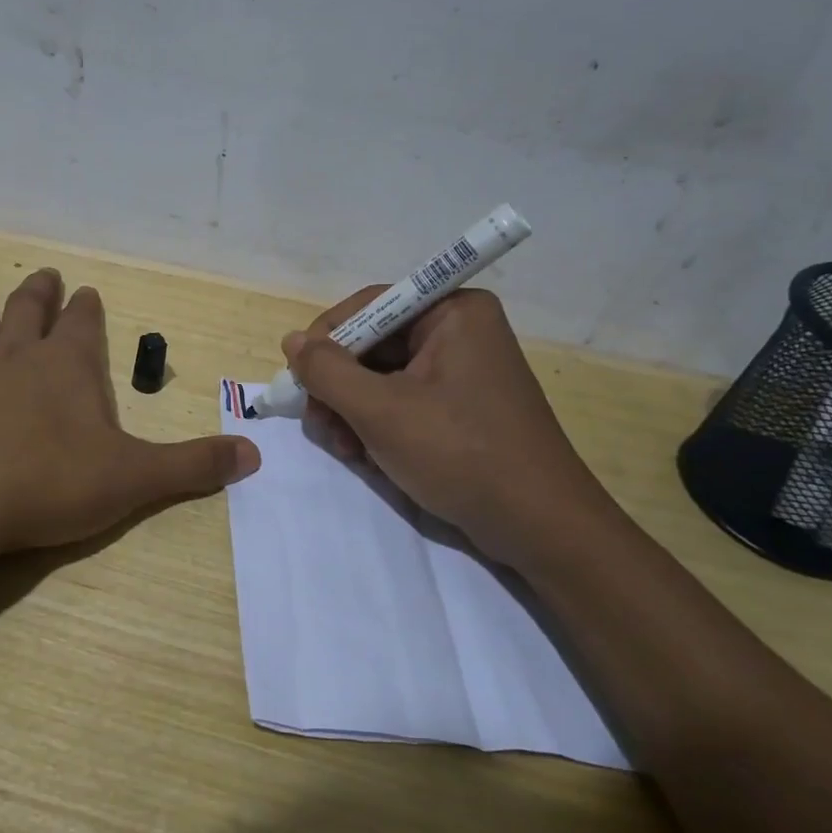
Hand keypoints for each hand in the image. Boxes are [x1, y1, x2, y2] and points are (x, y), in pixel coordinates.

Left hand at [0, 268, 258, 559]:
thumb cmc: (50, 486)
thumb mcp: (134, 479)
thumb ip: (194, 466)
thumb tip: (255, 456)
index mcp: (65, 366)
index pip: (83, 324)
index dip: (88, 309)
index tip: (90, 294)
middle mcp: (13, 356)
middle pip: (27, 310)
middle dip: (39, 292)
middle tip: (44, 274)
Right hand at [284, 288, 623, 572]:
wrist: (539, 527)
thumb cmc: (460, 454)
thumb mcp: (381, 411)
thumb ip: (327, 372)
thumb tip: (292, 341)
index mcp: (453, 312)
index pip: (371, 305)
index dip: (327, 339)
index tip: (298, 378)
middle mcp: (460, 330)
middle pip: (374, 343)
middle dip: (340, 386)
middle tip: (318, 423)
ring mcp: (464, 369)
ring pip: (383, 376)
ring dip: (353, 410)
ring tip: (345, 449)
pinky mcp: (463, 405)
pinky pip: (404, 399)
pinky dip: (378, 423)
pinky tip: (367, 455)